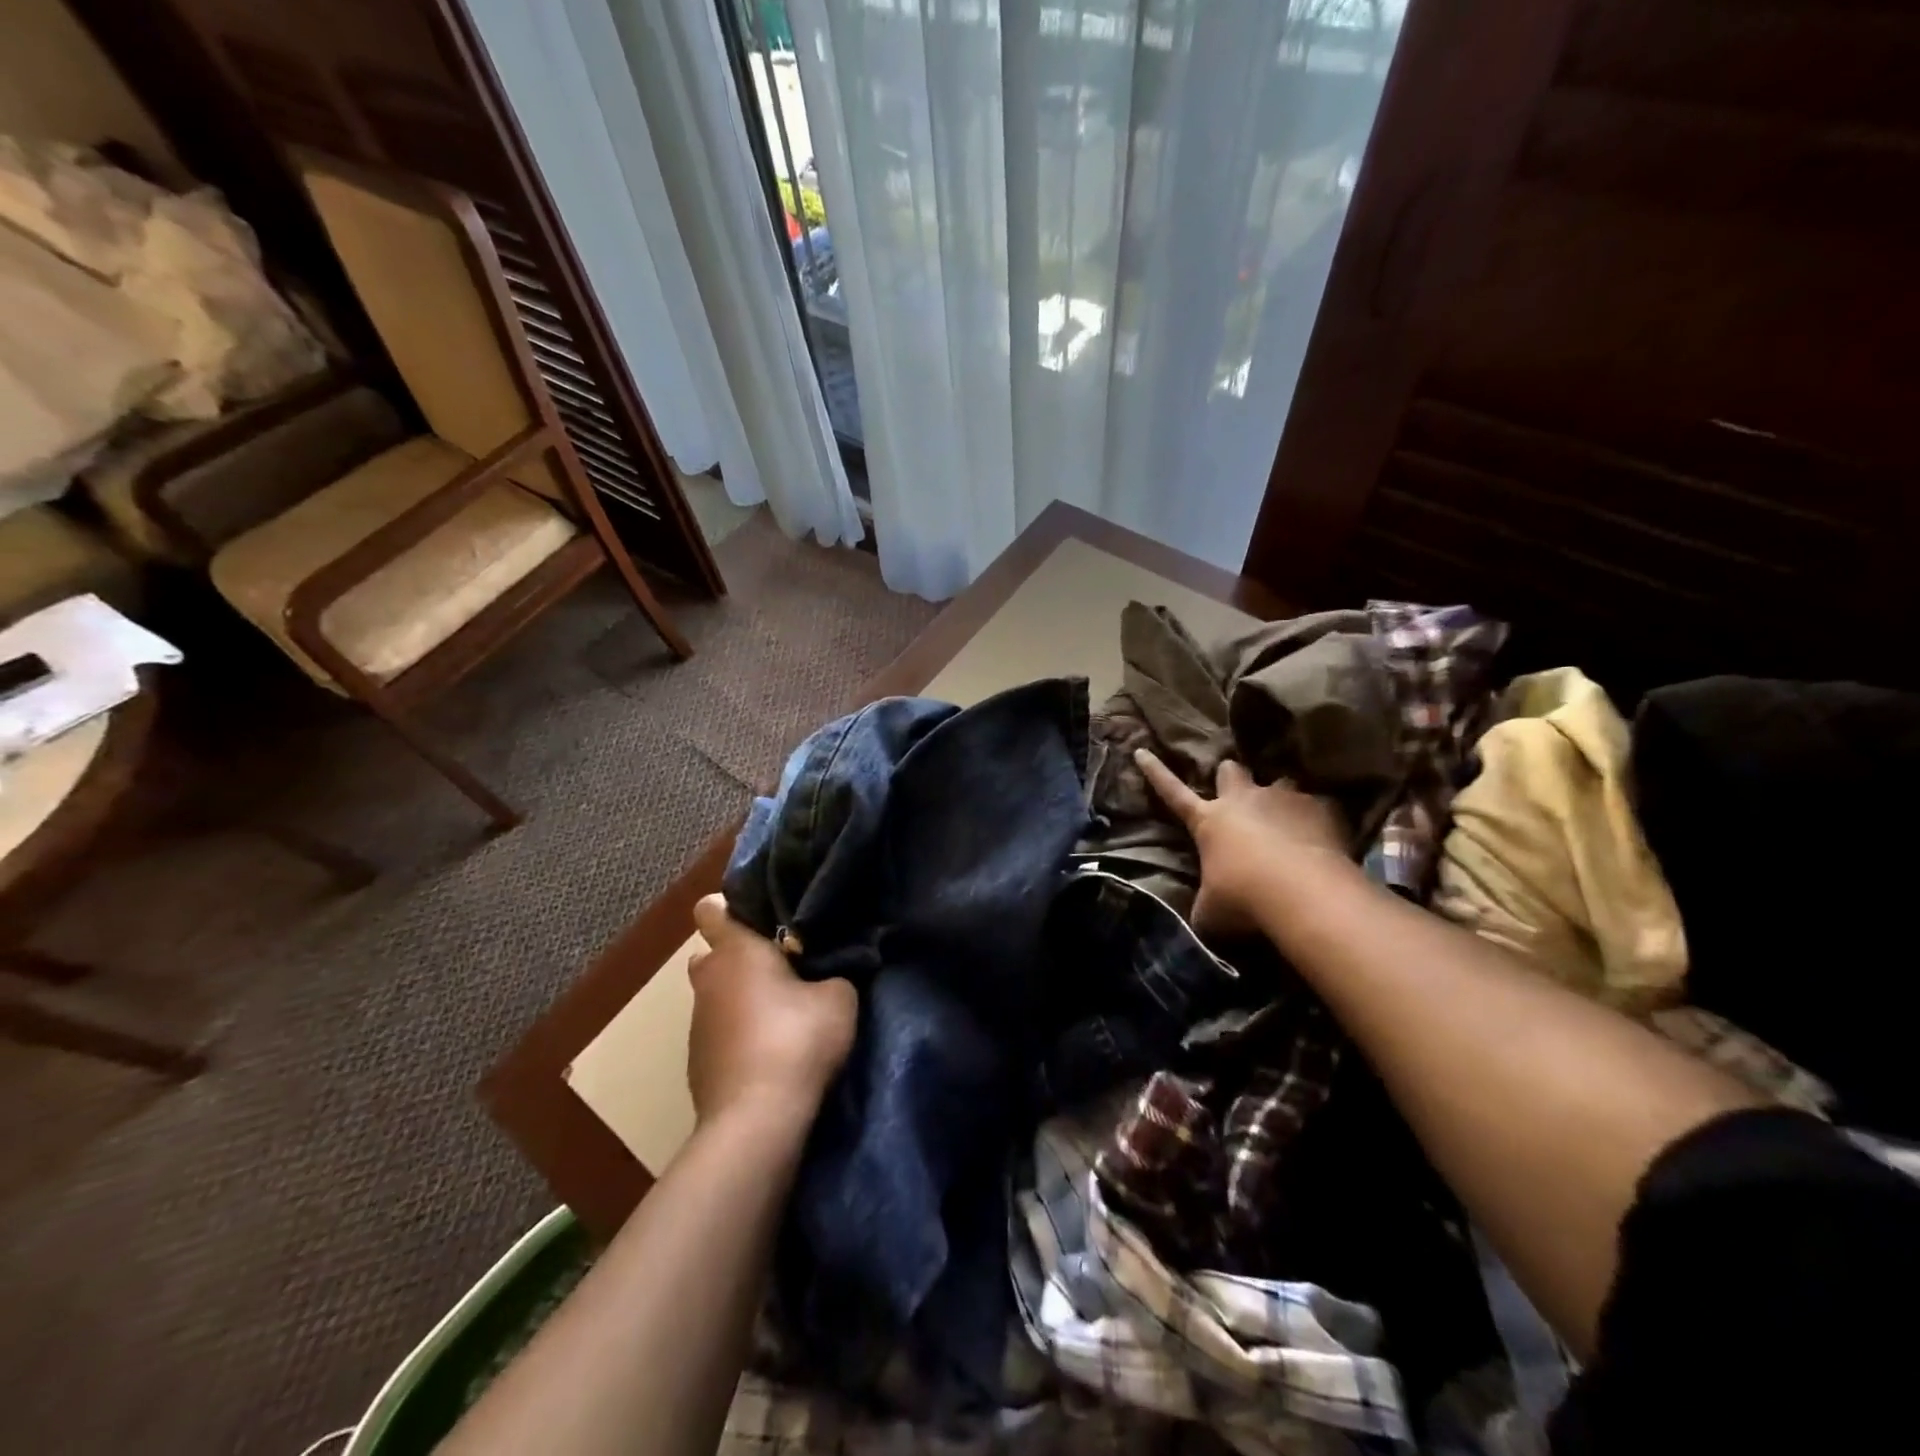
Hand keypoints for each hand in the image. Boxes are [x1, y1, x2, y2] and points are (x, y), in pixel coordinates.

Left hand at [686, 895, 856, 1127]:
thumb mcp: (839, 997)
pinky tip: (769, 1053)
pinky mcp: (697, 1063)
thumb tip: (826, 974)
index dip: (733, 906)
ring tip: (780, 1015)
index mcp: (735, 950)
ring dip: (740, 999)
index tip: (765, 917)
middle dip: (740, 957)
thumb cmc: (797, 1040)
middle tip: (780, 967)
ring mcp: (696, 1025)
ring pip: (716, 996)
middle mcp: (707, 980)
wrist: (756, 1120)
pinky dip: (738, 1035)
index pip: (711, 908)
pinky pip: (719, 1034)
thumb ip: (832, 974)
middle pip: (712, 954)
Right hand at [1134, 748, 1349, 937]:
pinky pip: (1319, 805)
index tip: (1142, 751)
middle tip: (1237, 791)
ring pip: (1279, 782)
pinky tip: (1324, 838)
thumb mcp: (1211, 912)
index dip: (1155, 772)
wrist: (1305, 895)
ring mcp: (1283, 799)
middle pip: (1230, 770)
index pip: (1171, 791)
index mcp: (1208, 820)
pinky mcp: (1321, 808)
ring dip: (1280, 798)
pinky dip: (1318, 819)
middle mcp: (1243, 800)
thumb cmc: (1245, 900)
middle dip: (1231, 777)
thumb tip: (1200, 917)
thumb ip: (1205, 904)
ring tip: (1288, 818)